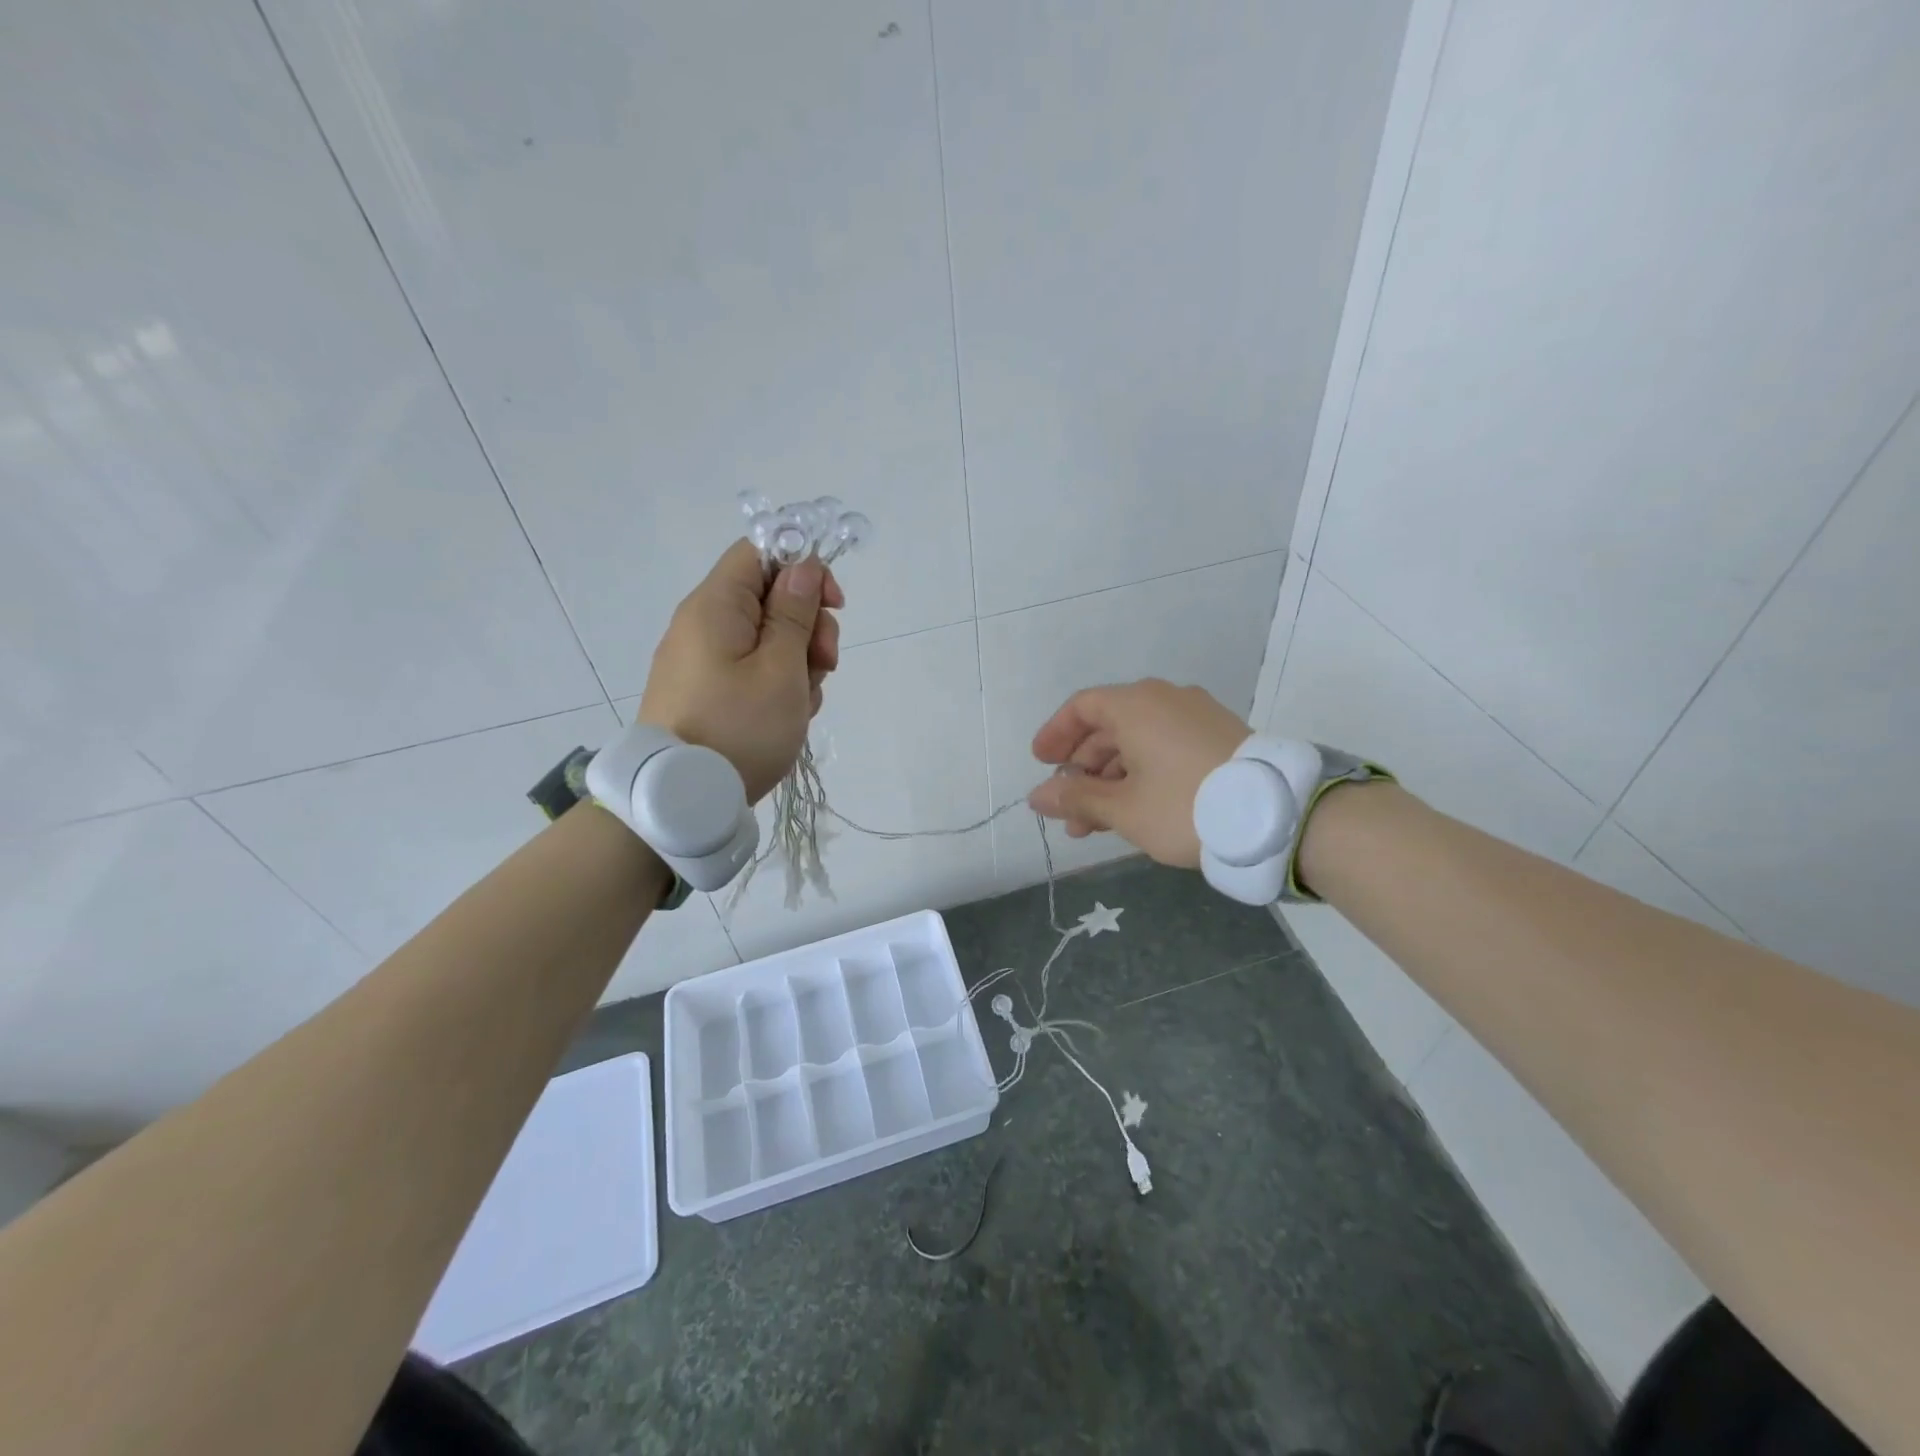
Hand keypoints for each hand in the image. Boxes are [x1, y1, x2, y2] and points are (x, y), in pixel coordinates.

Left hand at [638, 539, 843, 802]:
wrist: (682, 798)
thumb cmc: (740, 728)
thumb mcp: (781, 668)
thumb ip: (794, 612)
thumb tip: (803, 566)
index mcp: (716, 606)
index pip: (760, 552)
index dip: (803, 568)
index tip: (833, 603)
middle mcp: (703, 624)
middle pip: (769, 598)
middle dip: (808, 626)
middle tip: (825, 663)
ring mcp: (702, 660)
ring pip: (767, 639)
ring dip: (798, 662)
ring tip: (803, 702)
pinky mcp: (706, 690)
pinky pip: (751, 669)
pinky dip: (777, 684)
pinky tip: (788, 715)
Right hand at [1026, 680, 1248, 867]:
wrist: (1279, 817)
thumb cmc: (1186, 806)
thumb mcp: (1123, 808)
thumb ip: (1076, 798)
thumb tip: (1037, 795)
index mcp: (1136, 705)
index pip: (1081, 707)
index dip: (1055, 734)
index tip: (1040, 764)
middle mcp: (1165, 699)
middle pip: (1109, 728)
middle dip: (1083, 771)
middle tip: (1069, 812)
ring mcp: (1196, 716)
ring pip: (1138, 742)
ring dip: (1111, 780)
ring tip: (1097, 826)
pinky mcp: (1219, 737)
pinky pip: (1165, 747)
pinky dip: (1142, 774)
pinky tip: (1136, 811)